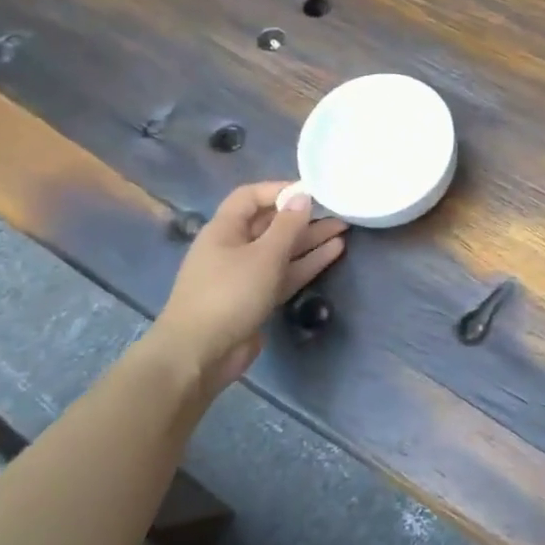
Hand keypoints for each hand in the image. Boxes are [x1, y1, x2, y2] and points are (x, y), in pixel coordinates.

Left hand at [149, 182, 347, 389]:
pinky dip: (307, 262)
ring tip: (344, 228)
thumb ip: (287, 225)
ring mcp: (245, 275)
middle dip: (302, 216)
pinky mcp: (257, 299)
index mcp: (224, 230)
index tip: (312, 190)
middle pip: (270, 224)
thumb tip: (303, 196)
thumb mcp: (263, 255)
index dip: (279, 189)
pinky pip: (285, 273)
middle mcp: (233, 248)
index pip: (250, 196)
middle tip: (338, 210)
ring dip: (310, 239)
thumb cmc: (229, 295)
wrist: (200, 354)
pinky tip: (334, 252)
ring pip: (282, 250)